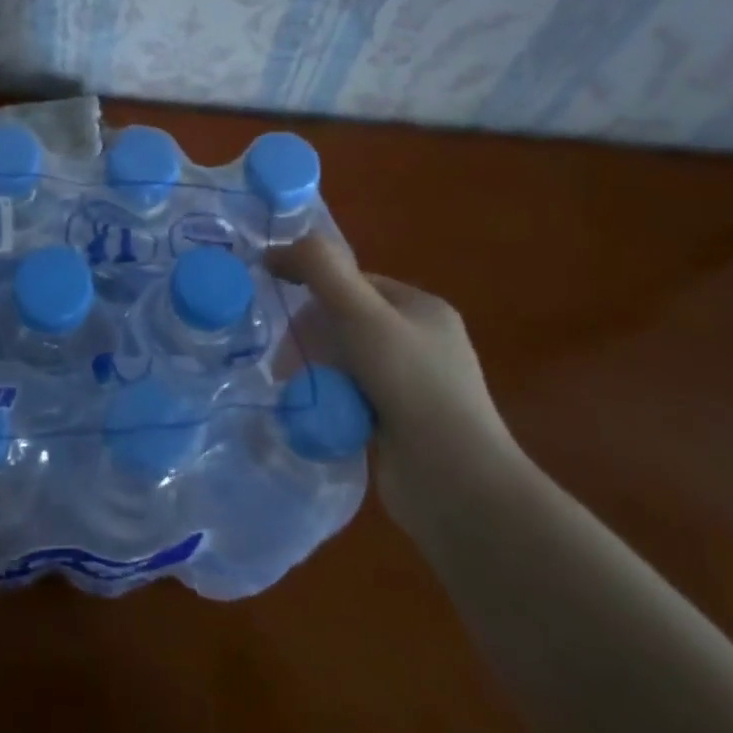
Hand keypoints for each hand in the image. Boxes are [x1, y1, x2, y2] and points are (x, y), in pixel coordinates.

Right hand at [269, 231, 521, 527]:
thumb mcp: (362, 315)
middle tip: (288, 363)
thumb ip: (321, 270)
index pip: (354, 282)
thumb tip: (275, 248)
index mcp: (421, 308)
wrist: (456, 484)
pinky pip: (350, 396)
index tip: (279, 311)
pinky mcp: (400, 424)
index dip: (314, 289)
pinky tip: (317, 415)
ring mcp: (412, 386)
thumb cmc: (412, 386)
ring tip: (299, 392)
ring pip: (344, 362)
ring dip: (317, 371)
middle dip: (311, 338)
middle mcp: (420, 342)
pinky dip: (330, 400)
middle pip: (345, 322)